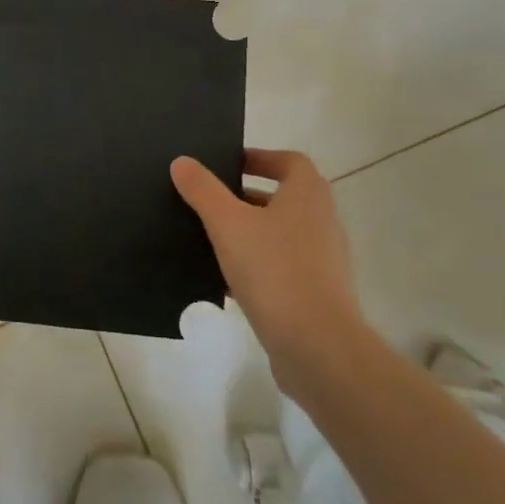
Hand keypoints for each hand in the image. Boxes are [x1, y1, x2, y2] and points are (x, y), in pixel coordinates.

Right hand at [170, 149, 360, 366]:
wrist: (317, 346)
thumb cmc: (274, 270)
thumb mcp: (228, 224)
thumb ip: (203, 191)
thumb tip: (182, 162)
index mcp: (307, 196)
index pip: (290, 161)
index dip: (260, 157)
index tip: (227, 164)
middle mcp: (321, 221)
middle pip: (283, 197)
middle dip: (245, 196)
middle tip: (209, 200)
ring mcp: (322, 260)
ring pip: (279, 234)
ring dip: (248, 232)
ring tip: (209, 238)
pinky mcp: (316, 293)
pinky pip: (280, 268)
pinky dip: (254, 266)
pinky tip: (223, 280)